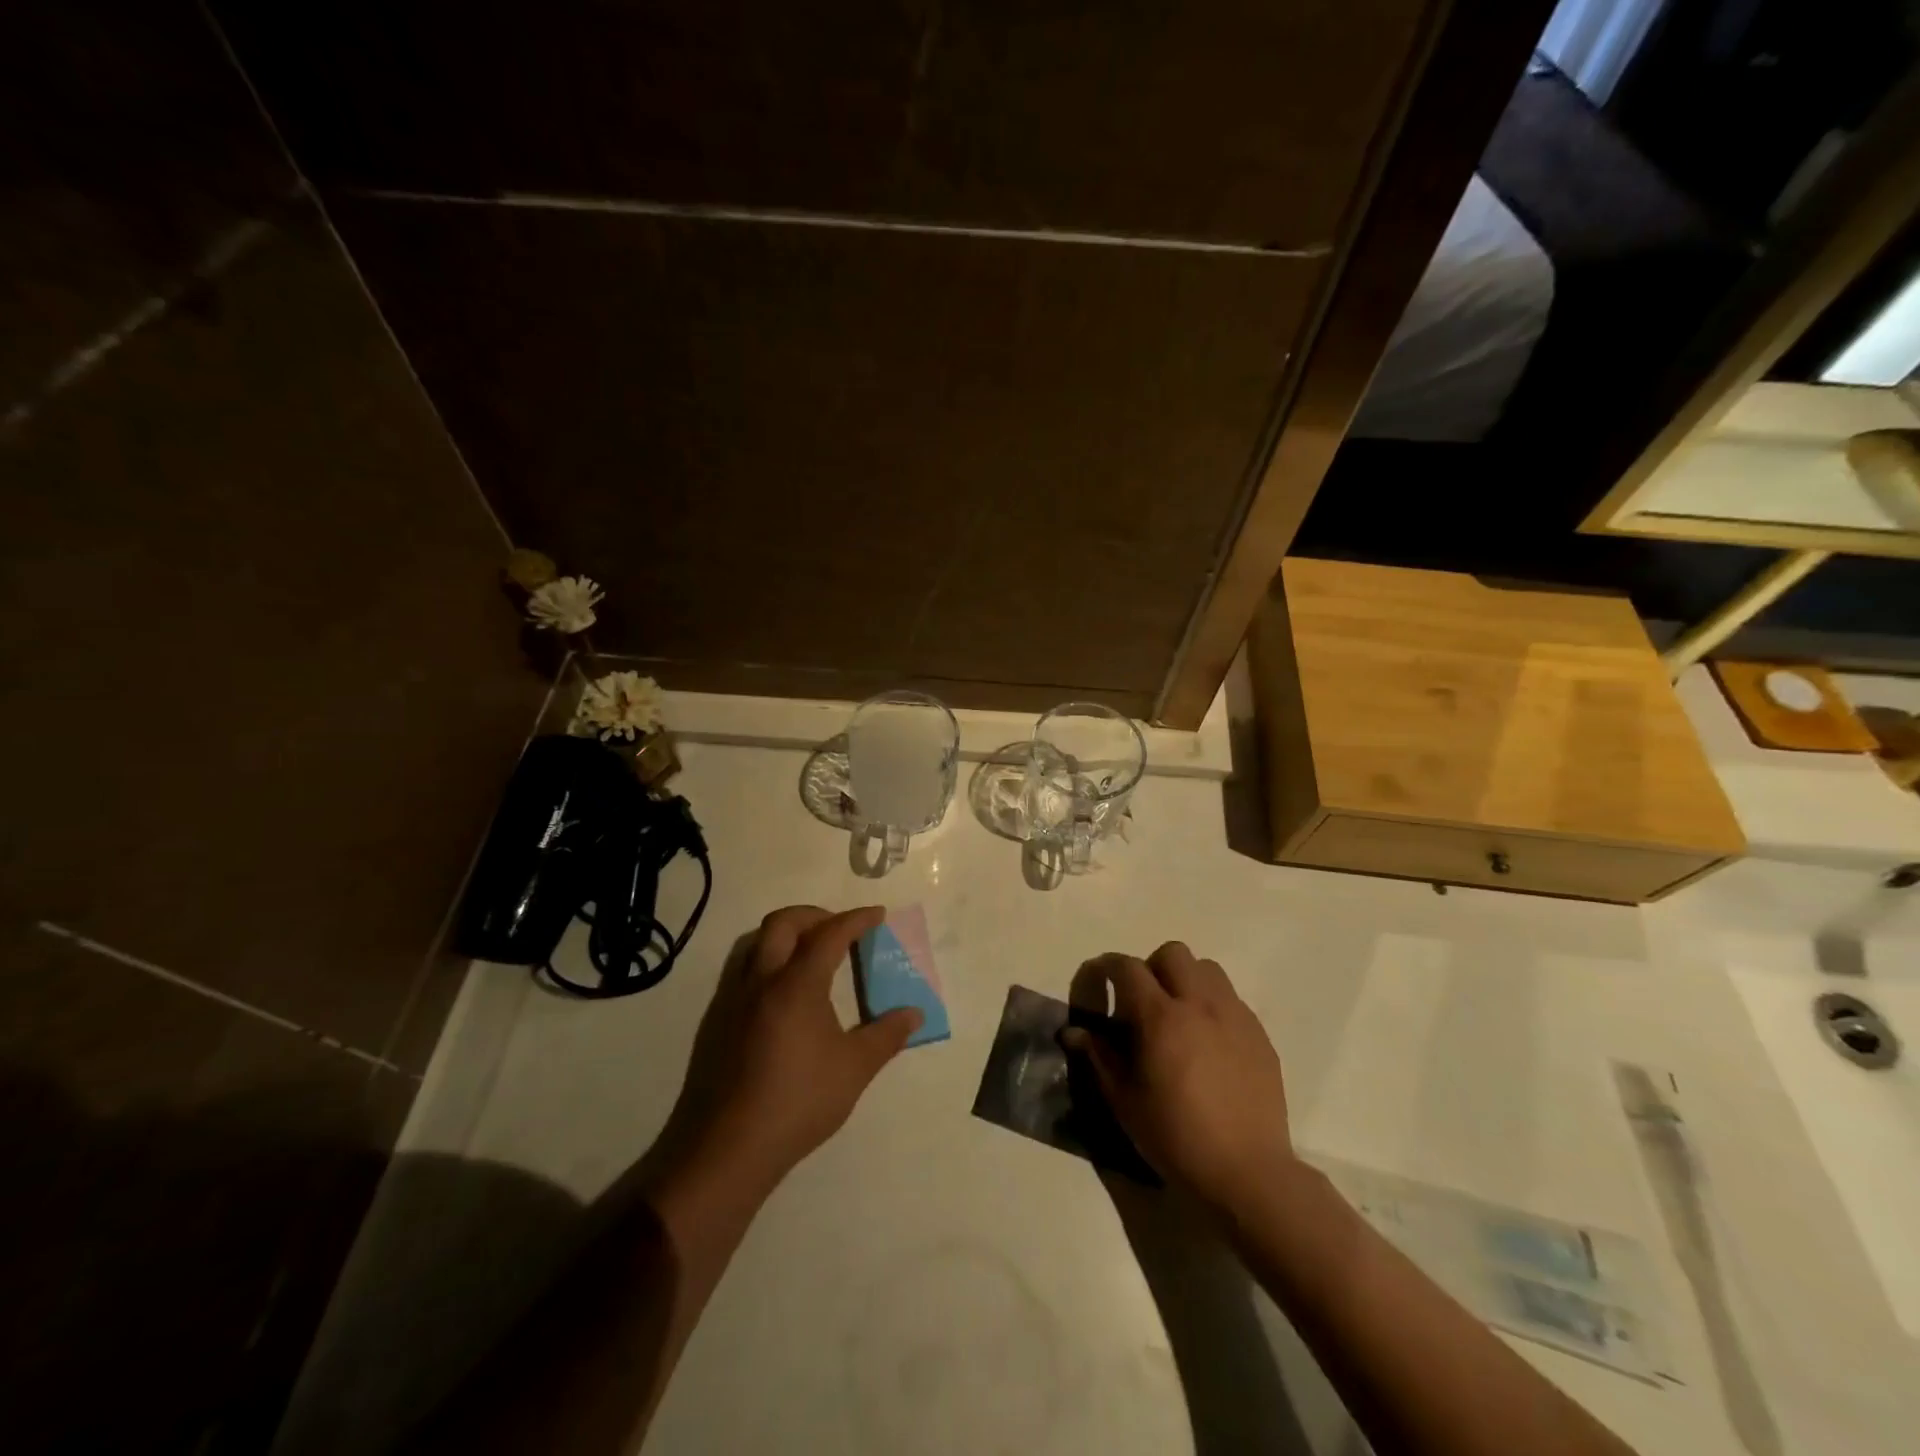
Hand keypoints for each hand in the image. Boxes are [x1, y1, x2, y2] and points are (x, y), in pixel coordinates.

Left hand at [654, 905, 921, 1202]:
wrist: (730, 1148)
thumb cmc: (799, 1101)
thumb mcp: (854, 1069)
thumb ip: (886, 1035)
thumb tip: (915, 1013)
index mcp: (797, 985)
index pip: (830, 934)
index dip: (856, 920)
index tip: (878, 915)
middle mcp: (762, 981)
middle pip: (782, 922)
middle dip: (814, 915)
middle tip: (840, 930)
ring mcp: (735, 1000)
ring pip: (758, 943)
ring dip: (788, 936)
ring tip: (815, 956)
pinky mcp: (720, 1021)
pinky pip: (746, 970)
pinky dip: (771, 962)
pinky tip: (788, 995)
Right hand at [1063, 942, 1296, 1216]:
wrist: (1247, 1173)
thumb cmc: (1175, 1137)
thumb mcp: (1124, 1101)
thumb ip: (1099, 1057)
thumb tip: (1074, 1032)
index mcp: (1160, 1017)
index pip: (1128, 968)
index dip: (1107, 967)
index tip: (1098, 981)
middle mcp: (1199, 1004)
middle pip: (1172, 953)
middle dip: (1152, 967)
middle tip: (1143, 1002)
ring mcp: (1234, 1016)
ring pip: (1208, 969)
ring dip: (1187, 980)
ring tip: (1179, 1016)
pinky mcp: (1259, 1035)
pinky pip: (1232, 1000)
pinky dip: (1213, 1006)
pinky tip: (1209, 1043)